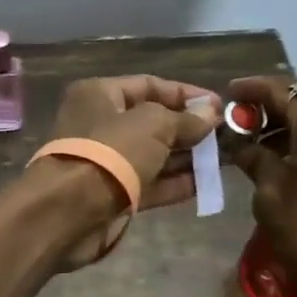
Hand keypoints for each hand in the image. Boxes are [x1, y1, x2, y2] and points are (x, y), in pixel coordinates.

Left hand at [36, 75, 220, 265]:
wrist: (68, 211)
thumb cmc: (110, 153)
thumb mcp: (153, 125)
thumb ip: (184, 118)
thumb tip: (210, 112)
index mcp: (100, 95)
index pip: (149, 85)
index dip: (185, 94)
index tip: (220, 105)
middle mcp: (101, 124)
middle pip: (152, 121)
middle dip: (189, 128)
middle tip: (228, 135)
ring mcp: (106, 162)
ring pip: (154, 154)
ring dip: (187, 156)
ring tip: (226, 159)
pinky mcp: (113, 194)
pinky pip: (150, 183)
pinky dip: (176, 183)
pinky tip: (206, 183)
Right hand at [225, 78, 296, 296]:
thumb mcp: (270, 194)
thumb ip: (256, 159)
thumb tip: (243, 144)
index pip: (281, 89)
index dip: (251, 90)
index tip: (228, 95)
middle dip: (272, 111)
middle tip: (242, 126)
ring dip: (292, 130)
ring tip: (262, 150)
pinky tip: (292, 168)